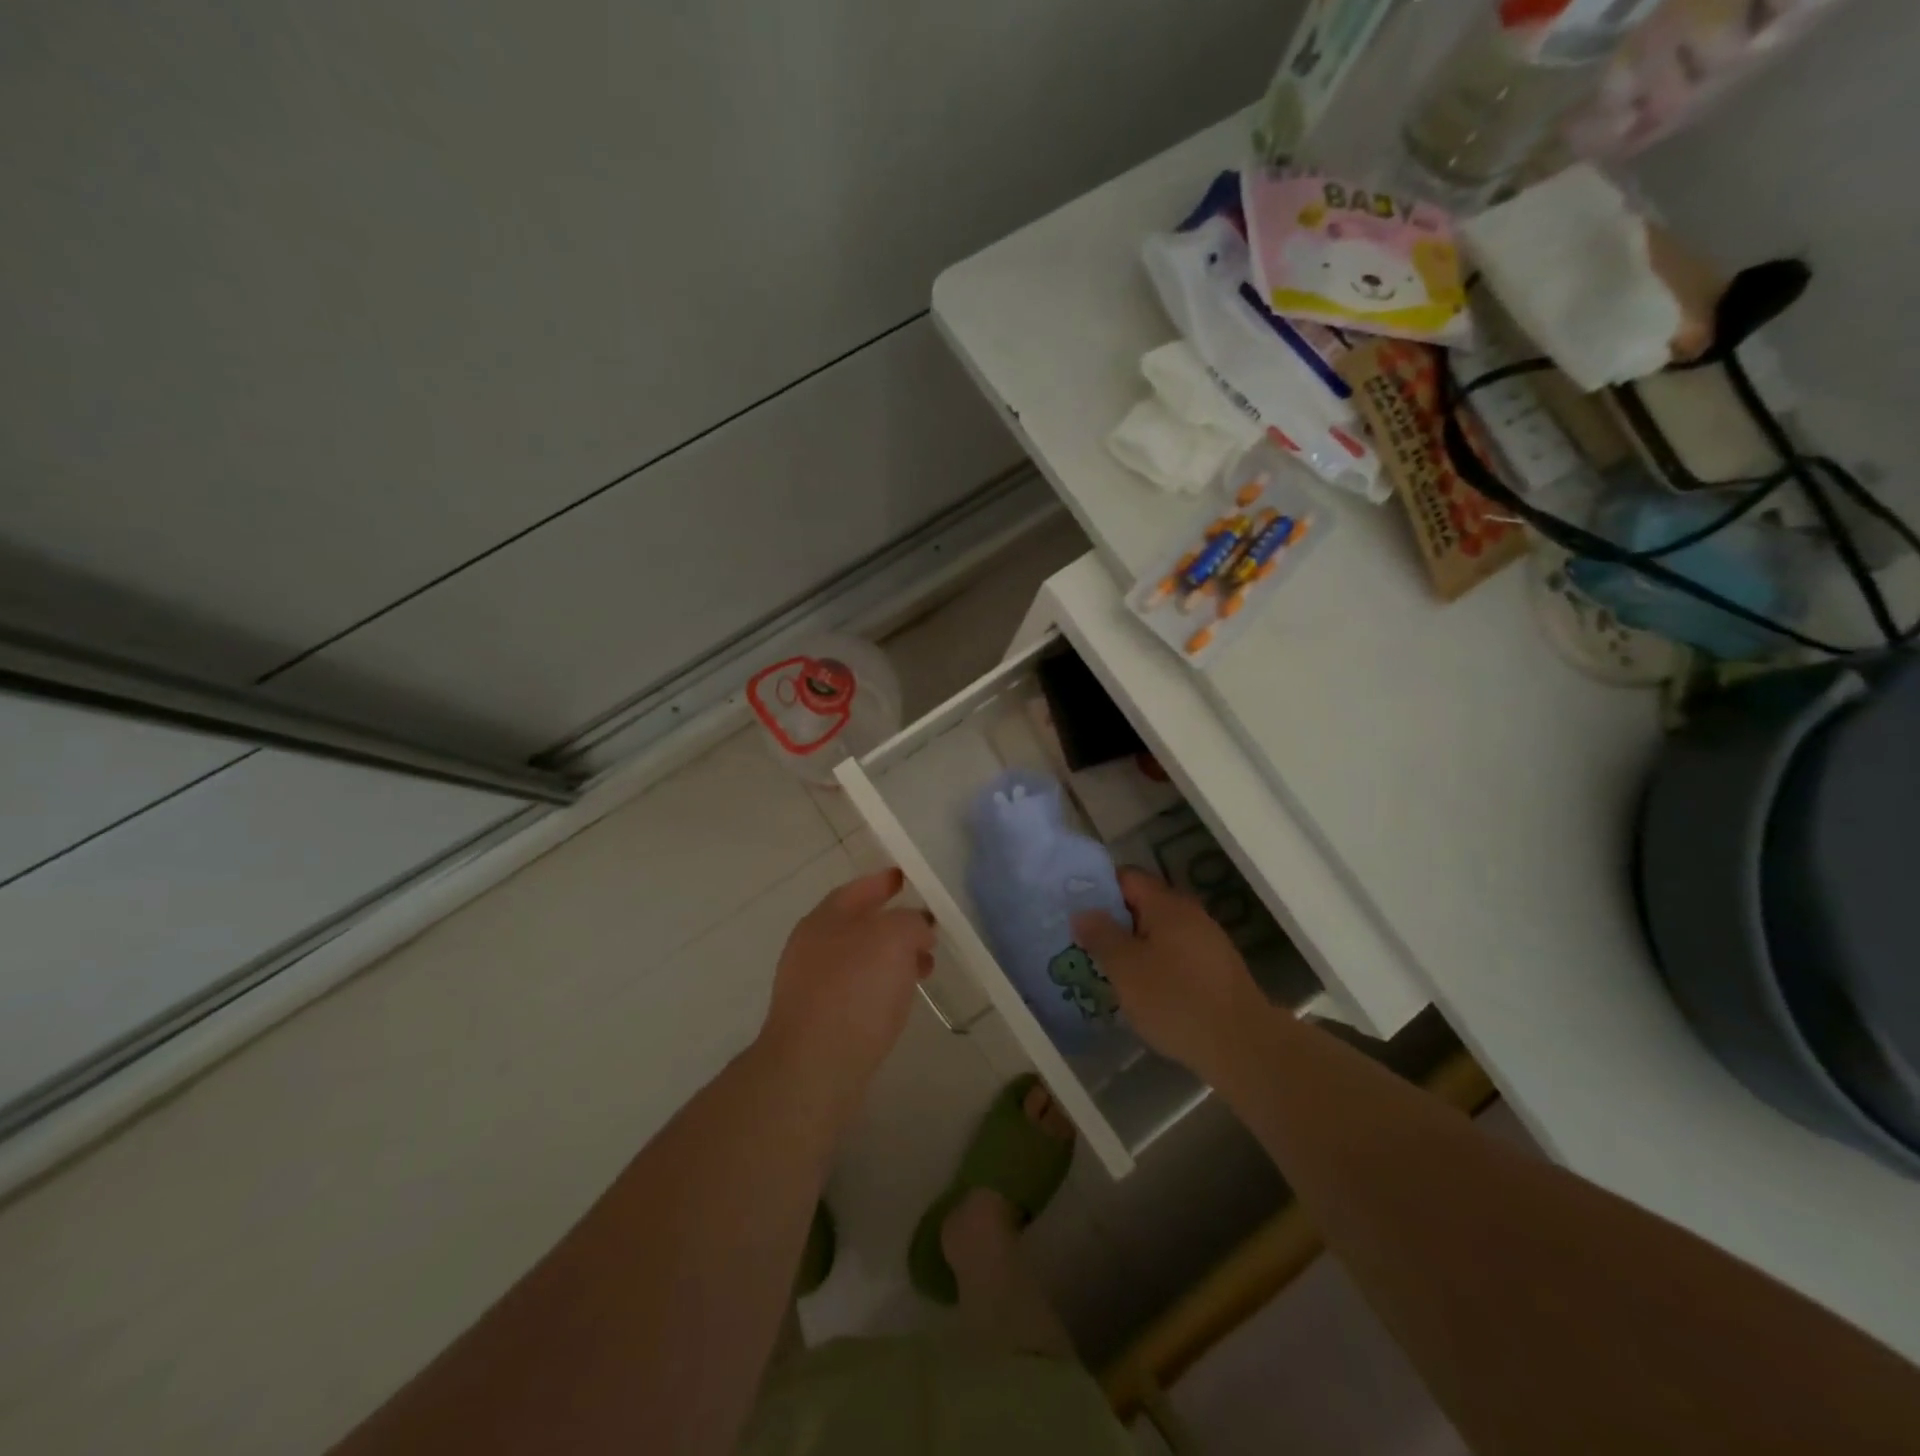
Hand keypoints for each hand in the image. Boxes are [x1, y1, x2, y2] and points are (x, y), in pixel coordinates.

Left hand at [758, 868, 934, 1118]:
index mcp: (824, 919)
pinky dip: (881, 987)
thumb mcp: (894, 939)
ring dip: (892, 959)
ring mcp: (811, 986)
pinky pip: (857, 991)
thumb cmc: (855, 990)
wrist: (813, 1067)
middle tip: (927, 932)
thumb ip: (911, 923)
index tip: (905, 878)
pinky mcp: (818, 1022)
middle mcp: (812, 947)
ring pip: (860, 960)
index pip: (857, 890)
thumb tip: (917, 928)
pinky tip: (900, 1001)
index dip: (882, 882)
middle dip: (894, 925)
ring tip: (925, 970)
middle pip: (858, 925)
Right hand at [1072, 868, 1271, 1078]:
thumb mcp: (1125, 968)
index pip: (1127, 877)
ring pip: (1160, 932)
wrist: (1242, 1045)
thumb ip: (1101, 935)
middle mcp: (1190, 914)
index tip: (1075, 908)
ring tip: (1108, 968)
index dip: (1099, 887)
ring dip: (1134, 945)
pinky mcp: (1217, 970)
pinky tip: (1143, 990)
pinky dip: (1156, 965)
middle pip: (1144, 904)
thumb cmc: (1175, 999)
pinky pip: (1176, 955)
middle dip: (1114, 920)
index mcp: (1166, 904)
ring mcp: (1208, 942)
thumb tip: (1083, 912)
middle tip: (1085, 941)